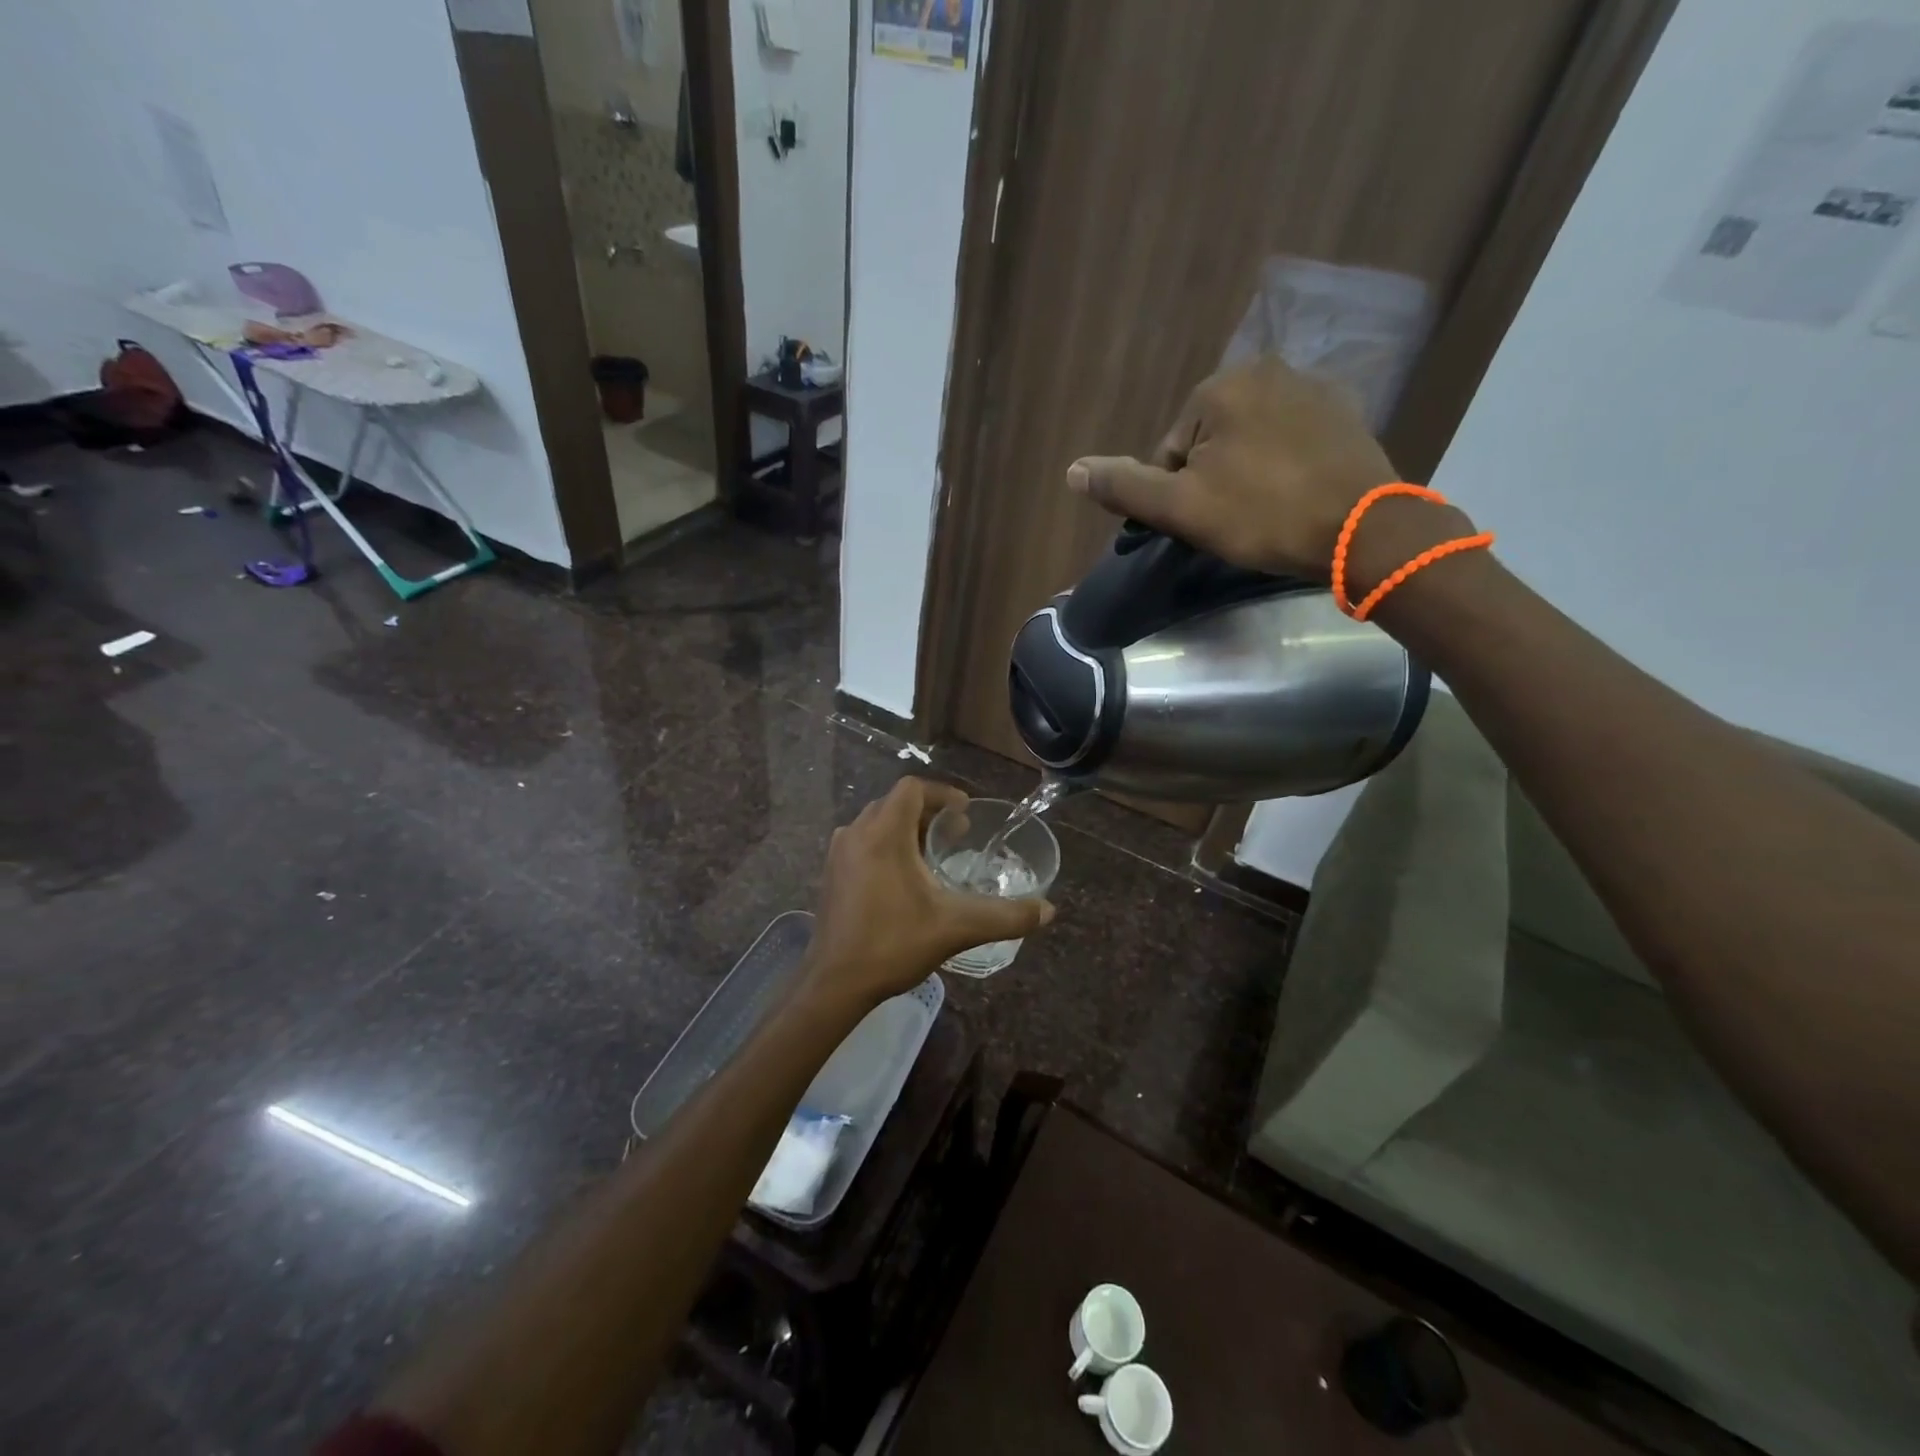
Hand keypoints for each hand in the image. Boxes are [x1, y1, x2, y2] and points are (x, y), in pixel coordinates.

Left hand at [799, 778, 1054, 1013]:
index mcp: (883, 833)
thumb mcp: (956, 927)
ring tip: (933, 854)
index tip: (965, 814)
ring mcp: (838, 855)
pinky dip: (887, 847)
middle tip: (956, 833)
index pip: (912, 789)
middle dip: (927, 813)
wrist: (834, 984)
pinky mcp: (831, 876)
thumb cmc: (893, 943)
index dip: (942, 794)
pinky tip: (904, 880)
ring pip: (876, 824)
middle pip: (894, 804)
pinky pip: (863, 844)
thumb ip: (1005, 916)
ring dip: (906, 830)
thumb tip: (1048, 911)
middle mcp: (856, 834)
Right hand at [1066, 356, 1463, 582]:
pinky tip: (1296, 496)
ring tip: (1266, 512)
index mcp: (1220, 388)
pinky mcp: (1345, 411)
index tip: (1203, 523)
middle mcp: (1266, 370)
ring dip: (1247, 473)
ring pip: (1251, 440)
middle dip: (1212, 480)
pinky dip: (1284, 465)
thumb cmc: (1262, 515)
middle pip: (1210, 441)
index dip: (1177, 495)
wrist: (1362, 529)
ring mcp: (1312, 386)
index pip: (1171, 452)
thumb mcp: (1181, 508)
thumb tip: (1072, 471)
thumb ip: (1124, 487)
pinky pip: (1291, 440)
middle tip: (1234, 522)